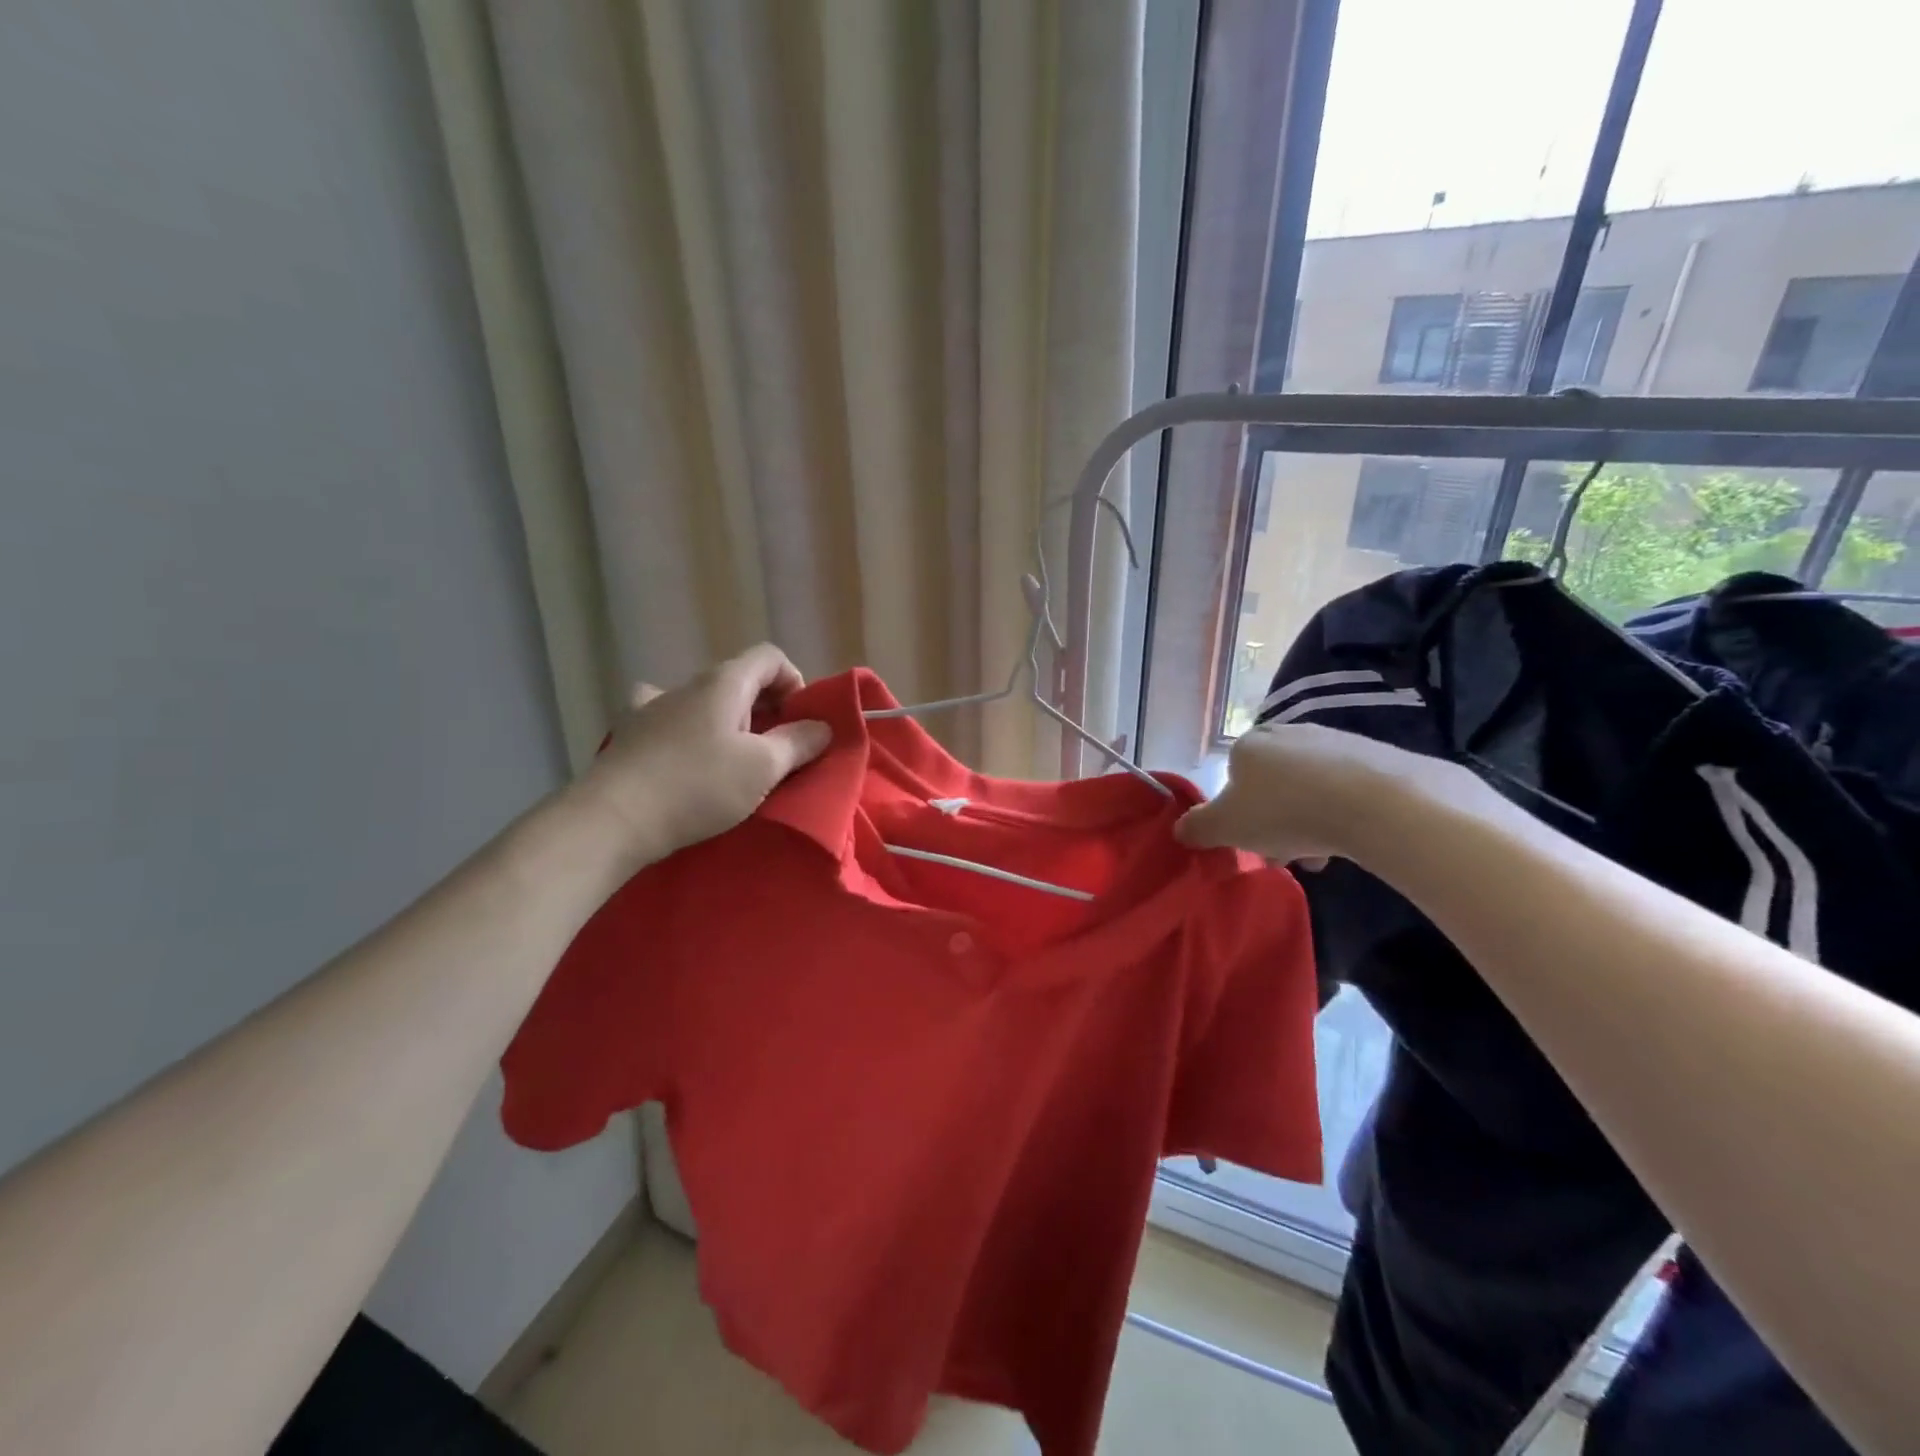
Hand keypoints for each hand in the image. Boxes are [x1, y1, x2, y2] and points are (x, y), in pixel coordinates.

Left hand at [578, 644, 832, 868]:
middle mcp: (686, 685)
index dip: (794, 682)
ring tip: (731, 755)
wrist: (613, 819)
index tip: (800, 721)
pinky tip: (682, 751)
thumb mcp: (763, 767)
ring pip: (702, 700)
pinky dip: (685, 728)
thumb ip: (798, 742)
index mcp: (724, 683)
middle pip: (739, 679)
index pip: (770, 657)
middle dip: (766, 708)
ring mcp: (652, 707)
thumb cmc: (698, 786)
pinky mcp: (630, 735)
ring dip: (726, 719)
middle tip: (776, 748)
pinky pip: (666, 718)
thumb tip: (821, 727)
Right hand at [1175, 721, 1448, 867]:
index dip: (1238, 814)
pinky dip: (1343, 813)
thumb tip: (1180, 829)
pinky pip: (1347, 789)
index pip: (1231, 778)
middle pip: (1272, 784)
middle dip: (1275, 822)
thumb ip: (1197, 828)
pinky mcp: (1376, 755)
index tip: (1252, 843)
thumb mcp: (1226, 827)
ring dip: (1308, 822)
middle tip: (1285, 855)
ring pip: (1309, 788)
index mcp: (1248, 744)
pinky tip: (1351, 840)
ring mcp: (1334, 740)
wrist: (1379, 803)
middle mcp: (1288, 732)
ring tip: (1321, 857)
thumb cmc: (1285, 811)